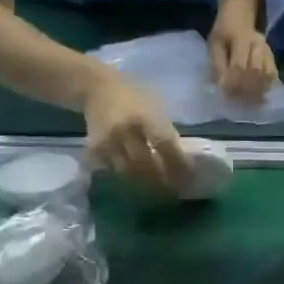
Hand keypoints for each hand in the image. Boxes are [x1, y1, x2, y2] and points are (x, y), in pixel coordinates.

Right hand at [82, 74, 188, 191]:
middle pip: (145, 163)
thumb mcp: (156, 106)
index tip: (189, 178)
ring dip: (144, 185)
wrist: (98, 89)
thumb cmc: (135, 97)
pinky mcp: (94, 150)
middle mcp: (125, 130)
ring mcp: (107, 142)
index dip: (177, 163)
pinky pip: (110, 171)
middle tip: (174, 193)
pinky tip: (134, 187)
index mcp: (145, 116)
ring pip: (127, 172)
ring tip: (157, 194)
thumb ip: (166, 130)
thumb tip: (182, 158)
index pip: (164, 144)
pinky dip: (124, 179)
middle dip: (161, 180)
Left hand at [208, 22, 277, 103]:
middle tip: (236, 101)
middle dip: (245, 89)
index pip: (239, 65)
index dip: (232, 82)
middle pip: (255, 71)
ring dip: (257, 90)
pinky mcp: (272, 56)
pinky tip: (260, 95)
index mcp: (240, 38)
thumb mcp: (214, 44)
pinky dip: (267, 86)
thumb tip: (220, 85)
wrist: (239, 16)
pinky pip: (273, 74)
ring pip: (266, 74)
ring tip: (248, 102)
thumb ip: (217, 64)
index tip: (225, 94)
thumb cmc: (224, 32)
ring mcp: (267, 50)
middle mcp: (258, 44)